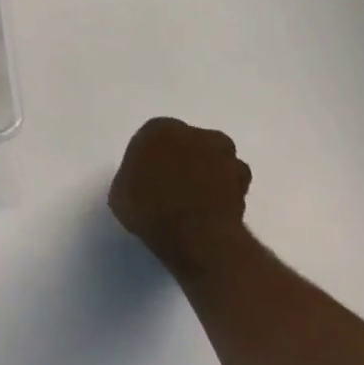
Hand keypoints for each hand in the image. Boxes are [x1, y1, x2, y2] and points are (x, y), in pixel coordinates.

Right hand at [108, 117, 252, 277]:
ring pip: (215, 160)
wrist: (194, 235)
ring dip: (209, 174)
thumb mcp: (120, 193)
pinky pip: (232, 183)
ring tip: (197, 201)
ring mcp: (223, 155)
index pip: (155, 138)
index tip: (149, 179)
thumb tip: (142, 183)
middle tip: (174, 187)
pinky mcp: (243, 181)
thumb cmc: (148, 208)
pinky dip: (225, 193)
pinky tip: (213, 211)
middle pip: (189, 144)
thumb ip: (133, 178)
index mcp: (159, 129)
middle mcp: (194, 133)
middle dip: (185, 160)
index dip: (153, 159)